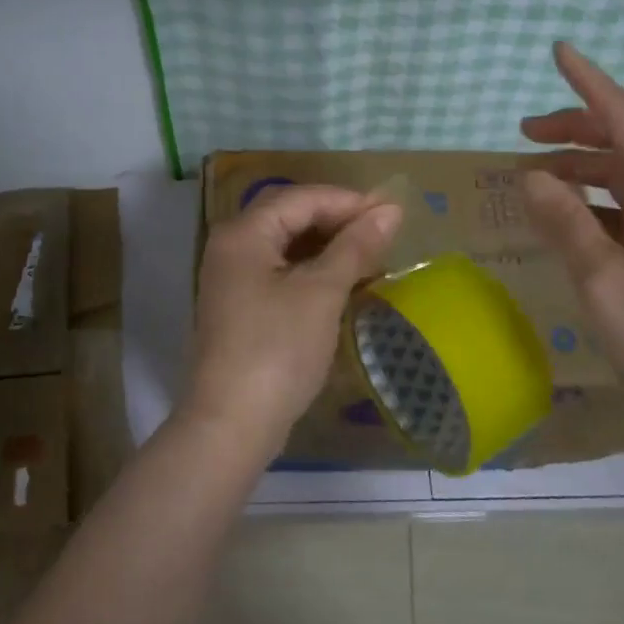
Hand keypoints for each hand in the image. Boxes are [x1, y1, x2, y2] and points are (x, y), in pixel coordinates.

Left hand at [184, 185, 402, 453]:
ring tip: (371, 254)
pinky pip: (281, 271)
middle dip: (338, 220)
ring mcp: (233, 278)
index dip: (348, 201)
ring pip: (287, 245)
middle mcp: (231, 246)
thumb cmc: (278, 350)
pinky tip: (344, 281)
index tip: (392, 212)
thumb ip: (355, 246)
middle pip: (290, 216)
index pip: (301, 198)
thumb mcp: (322, 292)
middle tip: (384, 231)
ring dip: (328, 245)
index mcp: (243, 233)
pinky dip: (313, 269)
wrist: (231, 425)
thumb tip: (391, 209)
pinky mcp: (241, 306)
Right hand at [519, 42, 623, 458]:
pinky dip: (594, 203)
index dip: (590, 83)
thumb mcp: (606, 282)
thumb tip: (532, 175)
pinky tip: (566, 221)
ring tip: (532, 178)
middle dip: (575, 128)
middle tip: (523, 134)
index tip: (559, 51)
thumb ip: (567, 223)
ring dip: (581, 168)